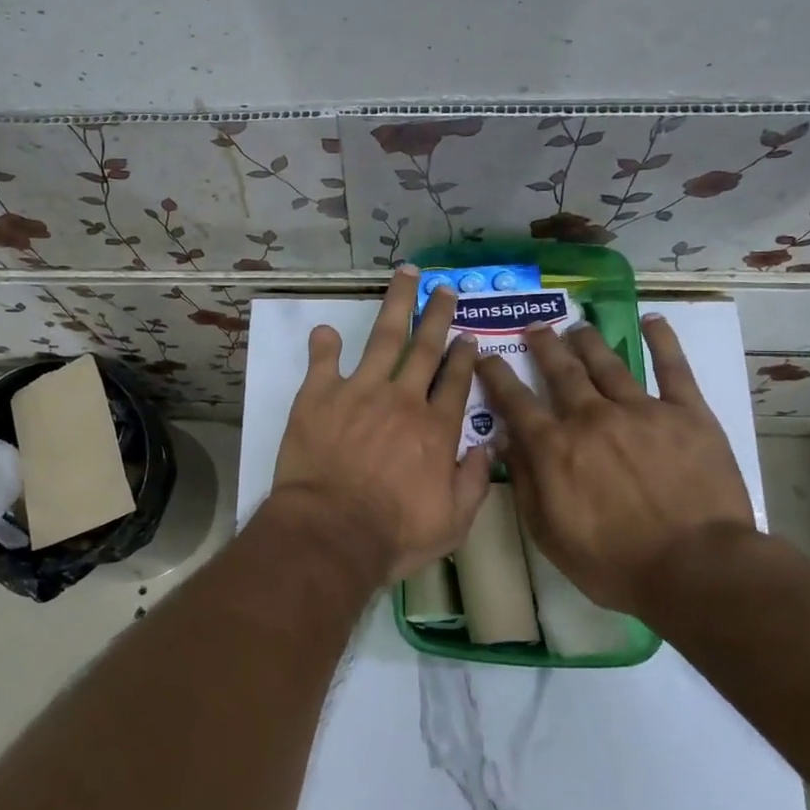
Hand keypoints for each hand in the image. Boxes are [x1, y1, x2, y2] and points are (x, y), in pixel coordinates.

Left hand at [270, 267, 491, 583]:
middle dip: (437, 316)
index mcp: (436, 428)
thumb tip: (490, 446)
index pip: (456, 382)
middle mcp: (403, 400)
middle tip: (444, 290)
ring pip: (383, 339)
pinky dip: (325, 345)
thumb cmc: (394, 533)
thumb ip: (474, 481)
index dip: (464, 357)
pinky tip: (326, 330)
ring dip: (396, 305)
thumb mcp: (453, 522)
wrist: (332, 531)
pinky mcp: (319, 397)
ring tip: (406, 276)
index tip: (468, 336)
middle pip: (425, 348)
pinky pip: (324, 362)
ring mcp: (360, 392)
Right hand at [475, 314, 753, 614]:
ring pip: (608, 363)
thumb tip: (505, 439)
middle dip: (544, 346)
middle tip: (535, 328)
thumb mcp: (548, 533)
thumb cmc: (614, 562)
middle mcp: (591, 417)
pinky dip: (662, 342)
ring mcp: (641, 410)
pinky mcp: (687, 414)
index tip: (485, 356)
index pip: (515, 401)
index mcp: (555, 446)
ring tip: (577, 326)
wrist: (695, 568)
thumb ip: (525, 482)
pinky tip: (652, 321)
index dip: (497, 375)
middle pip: (561, 371)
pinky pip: (673, 369)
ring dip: (588, 341)